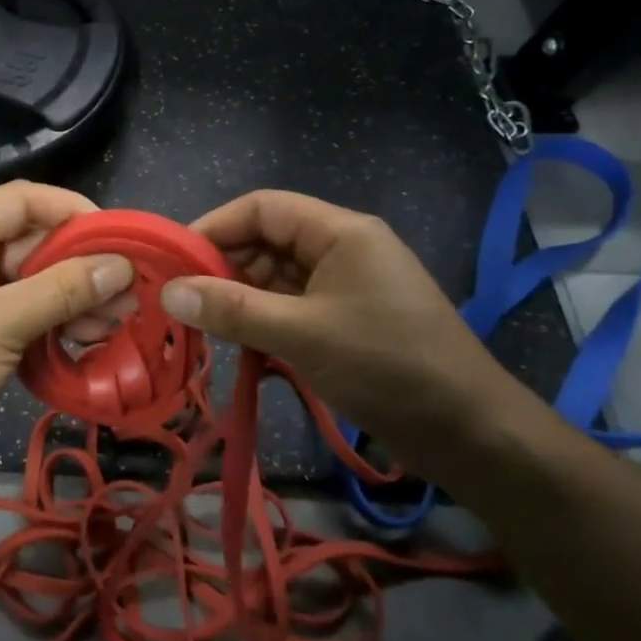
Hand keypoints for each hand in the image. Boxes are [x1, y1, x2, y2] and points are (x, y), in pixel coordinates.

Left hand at [0, 182, 133, 488]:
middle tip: (129, 286)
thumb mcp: (4, 324)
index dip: (71, 211)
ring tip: (120, 317)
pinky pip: (23, 309)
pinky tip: (91, 335)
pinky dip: (55, 318)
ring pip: (32, 279)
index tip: (117, 235)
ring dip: (74, 295)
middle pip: (30, 241)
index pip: (21, 201)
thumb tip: (123, 265)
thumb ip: (64, 289)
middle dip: (80, 263)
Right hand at [159, 191, 529, 475]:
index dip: (215, 226)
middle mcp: (342, 248)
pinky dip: (263, 319)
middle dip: (223, 265)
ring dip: (241, 296)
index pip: (262, 208)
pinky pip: (293, 306)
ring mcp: (346, 286)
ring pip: (278, 277)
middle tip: (179, 299)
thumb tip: (169, 293)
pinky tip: (236, 341)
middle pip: (268, 241)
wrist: (471, 432)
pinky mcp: (347, 320)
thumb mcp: (302, 335)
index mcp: (340, 232)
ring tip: (200, 323)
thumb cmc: (387, 367)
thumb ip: (233, 310)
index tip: (173, 259)